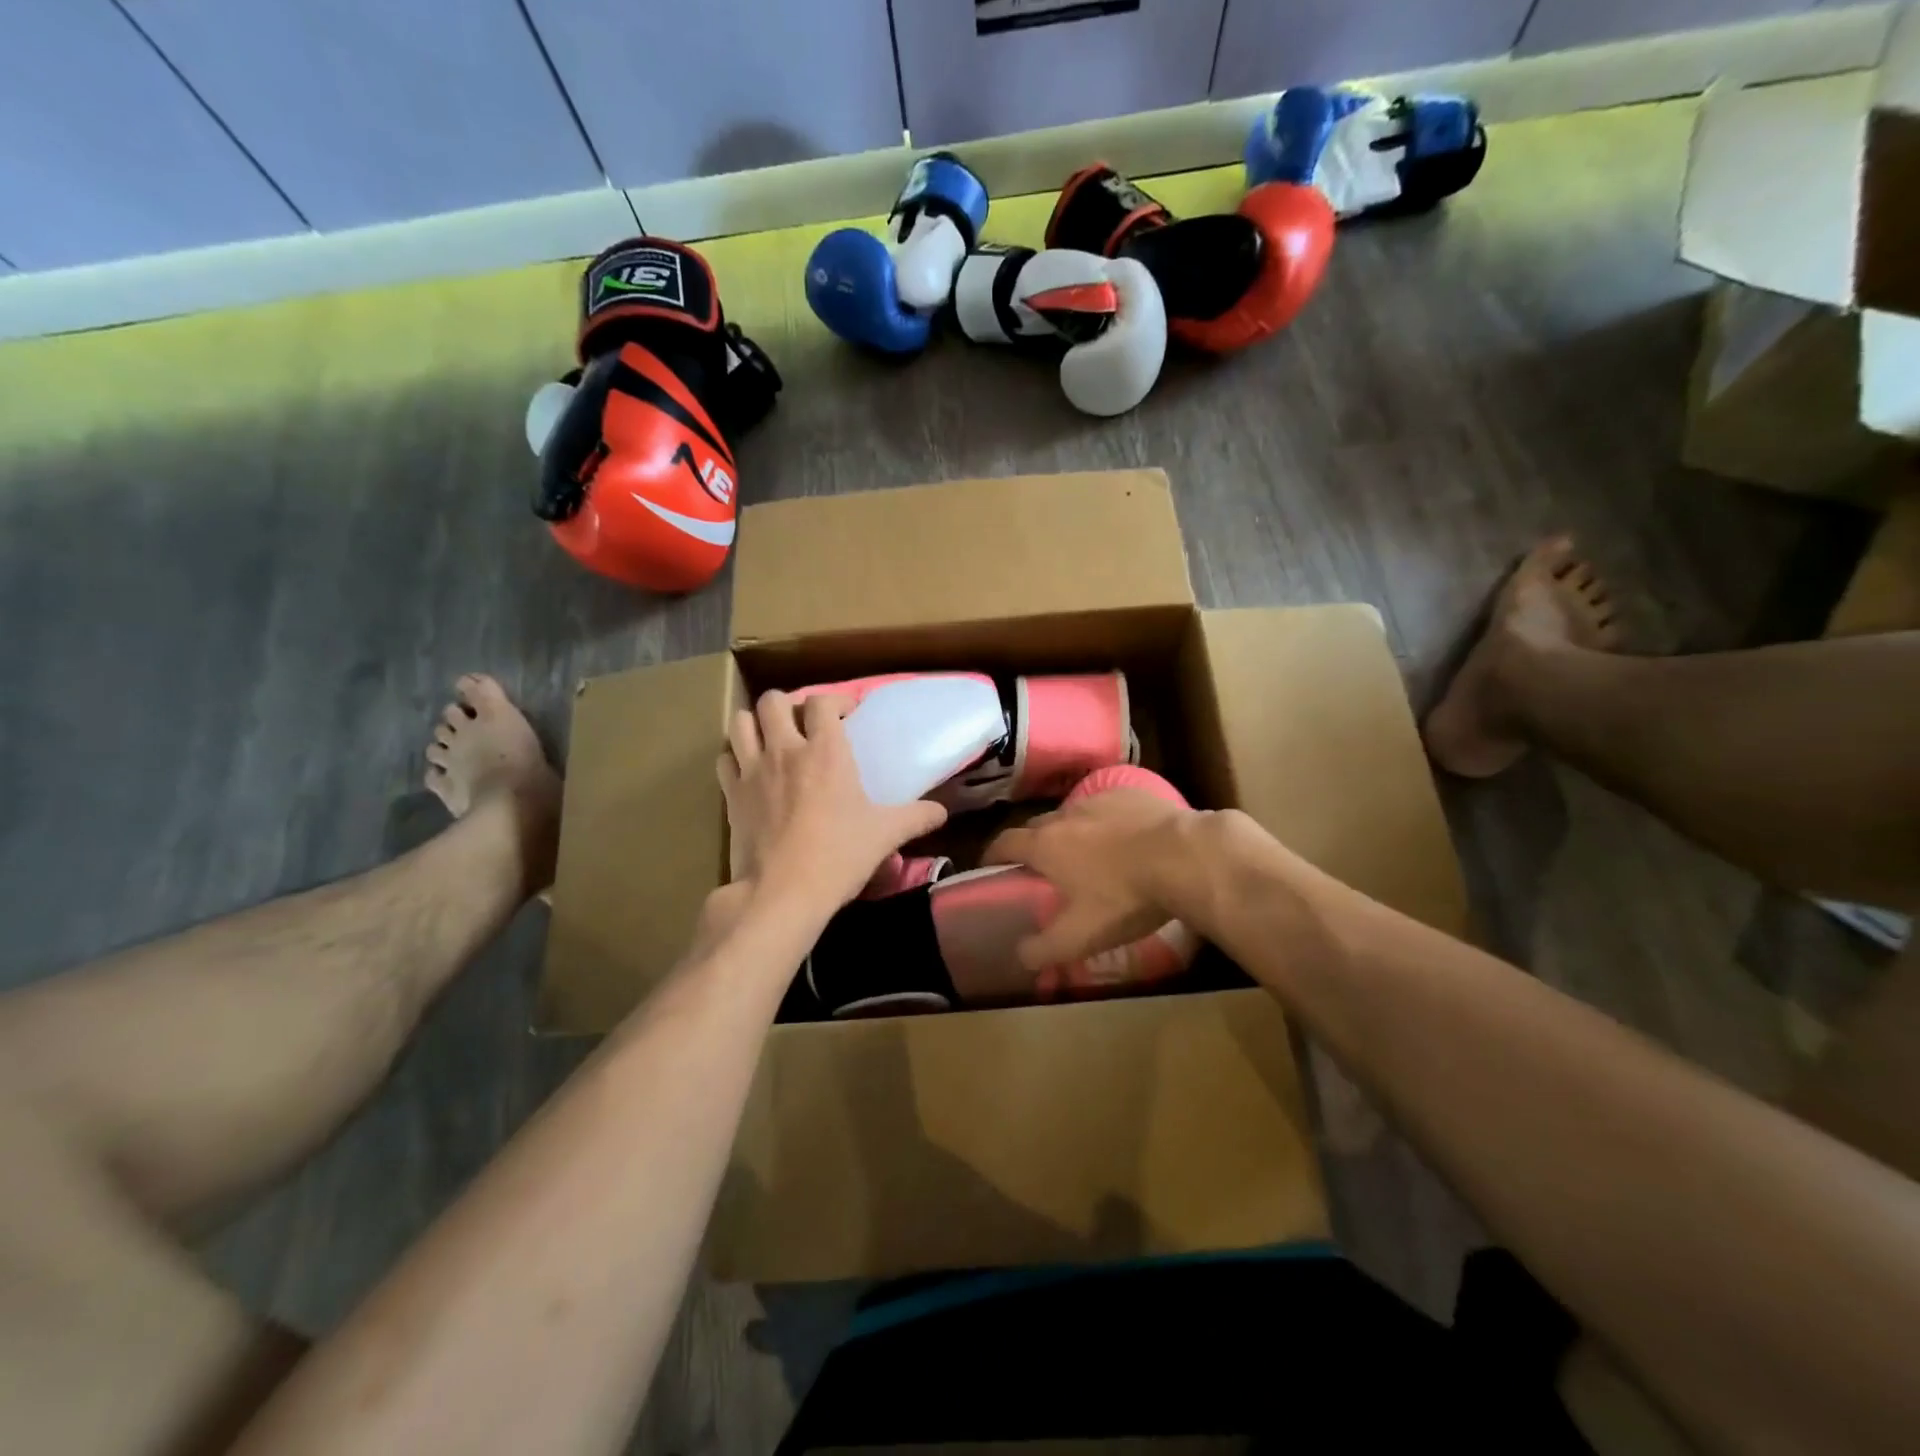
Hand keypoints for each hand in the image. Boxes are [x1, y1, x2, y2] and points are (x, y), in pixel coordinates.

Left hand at [718, 690, 947, 912]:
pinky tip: (749, 771)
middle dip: (788, 704)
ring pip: (740, 721)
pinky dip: (735, 758)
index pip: (823, 701)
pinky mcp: (731, 795)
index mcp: (825, 751)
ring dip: (755, 723)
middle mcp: (785, 749)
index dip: (835, 700)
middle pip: (773, 701)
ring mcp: (752, 770)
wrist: (783, 892)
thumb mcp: (885, 834)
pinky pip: (725, 759)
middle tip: (803, 723)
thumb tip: (942, 812)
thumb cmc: (839, 856)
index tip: (846, 714)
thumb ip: (916, 817)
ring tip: (770, 738)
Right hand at [982, 788, 1201, 968]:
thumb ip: (1045, 948)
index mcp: (1046, 845)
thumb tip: (1020, 956)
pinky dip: (1108, 822)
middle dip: (1034, 845)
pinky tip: (1127, 839)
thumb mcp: (1081, 936)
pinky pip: (1109, 807)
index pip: (1004, 843)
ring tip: (1089, 855)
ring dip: (1073, 832)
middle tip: (1044, 869)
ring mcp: (1100, 799)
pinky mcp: (1133, 793)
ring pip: (1075, 815)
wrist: (1183, 857)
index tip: (991, 867)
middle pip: (1037, 826)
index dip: (993, 855)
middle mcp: (1065, 815)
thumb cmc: (1124, 897)